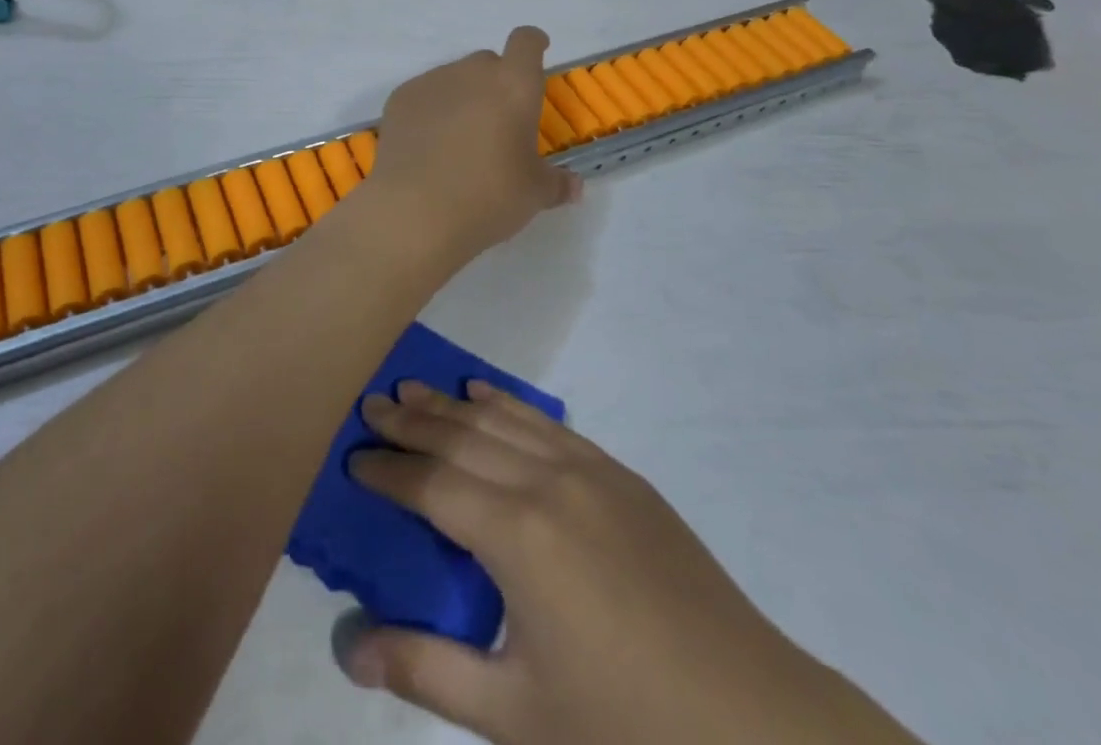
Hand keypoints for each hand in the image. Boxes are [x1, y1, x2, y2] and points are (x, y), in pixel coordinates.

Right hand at [336, 382, 917, 744]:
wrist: (753, 720)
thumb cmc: (624, 729)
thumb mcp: (515, 717)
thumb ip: (426, 672)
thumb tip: (347, 646)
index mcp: (517, 536)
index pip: (432, 485)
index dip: (388, 471)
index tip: (352, 457)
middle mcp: (547, 482)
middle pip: (463, 437)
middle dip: (412, 422)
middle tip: (371, 405)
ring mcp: (589, 470)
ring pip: (503, 421)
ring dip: (453, 405)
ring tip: (413, 390)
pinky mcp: (620, 476)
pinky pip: (548, 425)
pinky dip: (508, 406)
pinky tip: (487, 397)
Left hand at [364, 27, 580, 262]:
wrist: (414, 211)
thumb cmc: (488, 196)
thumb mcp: (533, 194)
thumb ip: (556, 183)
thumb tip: (573, 186)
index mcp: (514, 85)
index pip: (526, 42)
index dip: (533, 43)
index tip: (537, 51)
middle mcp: (472, 72)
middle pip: (488, 62)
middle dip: (496, 82)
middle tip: (498, 121)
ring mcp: (432, 82)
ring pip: (454, 77)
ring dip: (463, 96)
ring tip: (459, 139)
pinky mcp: (399, 99)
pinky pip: (424, 95)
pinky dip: (431, 110)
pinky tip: (428, 145)